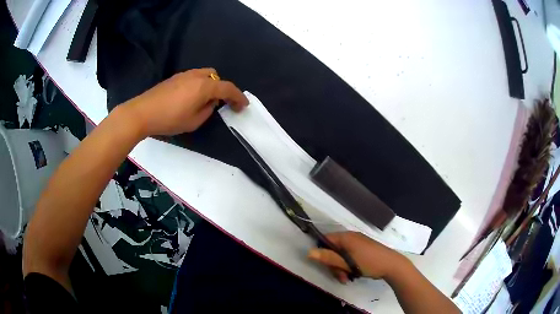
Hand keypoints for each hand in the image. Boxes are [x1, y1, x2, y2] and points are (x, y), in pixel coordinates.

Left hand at [124, 68, 247, 136]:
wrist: (142, 112)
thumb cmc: (169, 119)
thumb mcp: (194, 122)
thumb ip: (207, 110)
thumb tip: (210, 103)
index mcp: (204, 86)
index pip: (228, 89)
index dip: (238, 97)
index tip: (244, 106)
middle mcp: (196, 76)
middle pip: (216, 77)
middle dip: (222, 88)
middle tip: (220, 103)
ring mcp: (184, 75)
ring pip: (204, 75)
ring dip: (209, 86)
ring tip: (204, 101)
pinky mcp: (174, 78)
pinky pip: (193, 77)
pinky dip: (198, 85)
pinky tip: (190, 97)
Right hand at [308, 232, 407, 283]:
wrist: (392, 265)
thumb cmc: (369, 263)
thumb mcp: (347, 263)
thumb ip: (328, 258)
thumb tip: (309, 252)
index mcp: (346, 237)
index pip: (326, 240)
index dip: (322, 252)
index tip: (325, 265)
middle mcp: (351, 238)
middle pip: (333, 250)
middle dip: (334, 265)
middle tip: (340, 276)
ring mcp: (358, 243)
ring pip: (341, 255)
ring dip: (341, 268)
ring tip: (346, 278)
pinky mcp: (363, 250)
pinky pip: (350, 256)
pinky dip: (348, 266)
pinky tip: (352, 275)